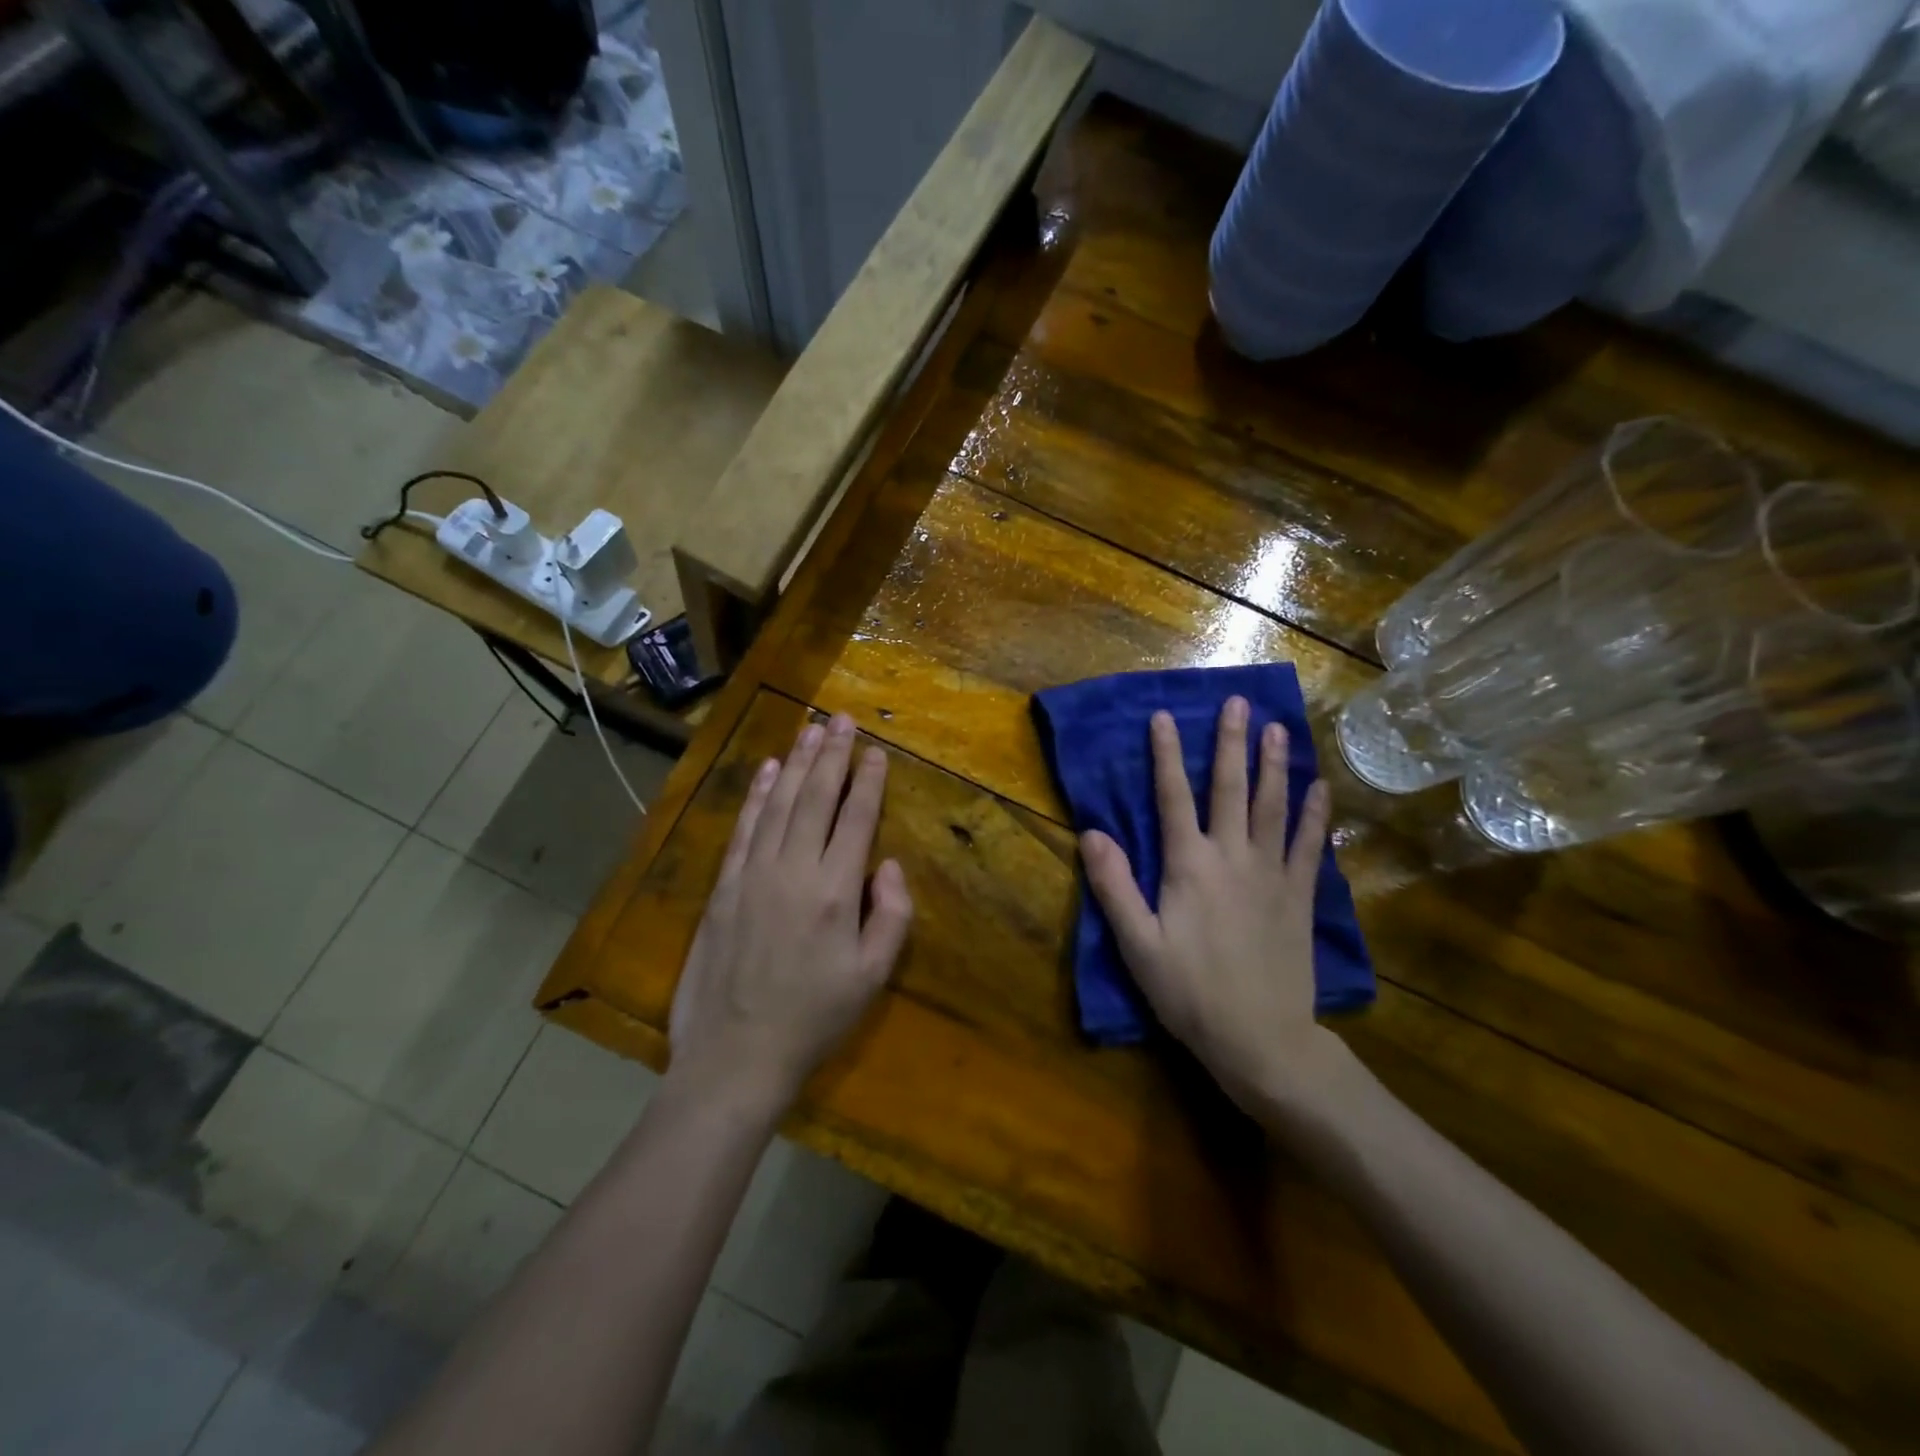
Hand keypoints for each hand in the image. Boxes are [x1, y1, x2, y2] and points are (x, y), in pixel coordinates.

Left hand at [668, 714, 913, 1115]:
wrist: (735, 1056)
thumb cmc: (814, 1019)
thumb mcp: (872, 976)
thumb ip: (891, 915)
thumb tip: (887, 864)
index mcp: (834, 891)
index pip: (855, 819)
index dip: (867, 781)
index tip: (875, 751)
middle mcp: (793, 870)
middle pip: (816, 798)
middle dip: (832, 755)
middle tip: (841, 719)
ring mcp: (753, 874)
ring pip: (779, 804)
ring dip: (796, 763)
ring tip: (810, 730)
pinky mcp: (724, 887)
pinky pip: (744, 829)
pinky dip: (757, 796)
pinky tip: (767, 771)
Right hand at [1080, 697, 1345, 1115]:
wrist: (1262, 1040)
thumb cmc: (1190, 993)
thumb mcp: (1137, 944)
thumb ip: (1114, 886)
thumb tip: (1091, 833)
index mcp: (1190, 867)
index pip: (1174, 798)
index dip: (1166, 755)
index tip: (1165, 716)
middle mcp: (1233, 858)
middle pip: (1230, 789)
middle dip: (1231, 743)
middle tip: (1238, 702)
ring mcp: (1272, 874)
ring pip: (1273, 807)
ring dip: (1275, 764)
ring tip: (1279, 728)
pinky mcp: (1299, 897)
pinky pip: (1308, 845)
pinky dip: (1314, 813)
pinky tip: (1320, 787)